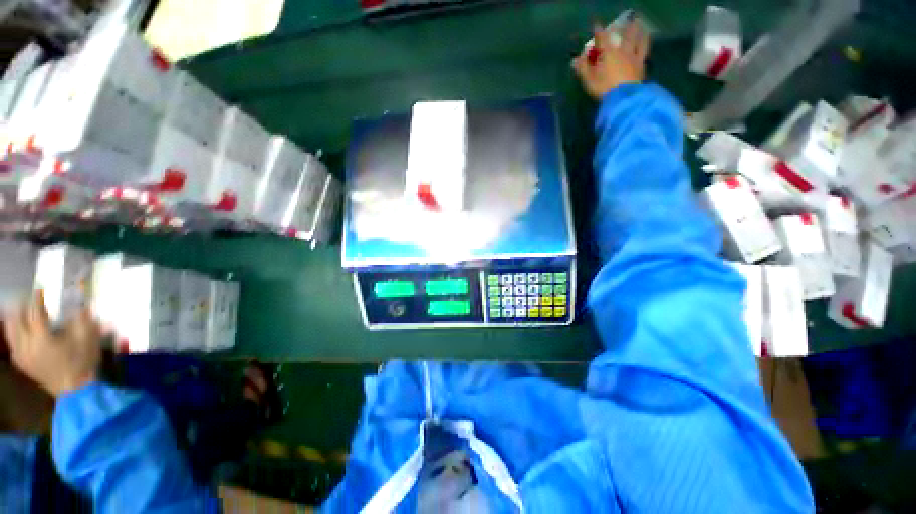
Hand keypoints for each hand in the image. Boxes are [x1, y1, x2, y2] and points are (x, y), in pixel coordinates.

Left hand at [3, 291, 101, 396]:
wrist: (75, 389)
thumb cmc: (82, 363)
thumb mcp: (88, 340)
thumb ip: (83, 321)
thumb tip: (82, 304)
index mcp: (43, 339)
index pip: (35, 313)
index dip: (37, 300)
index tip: (40, 290)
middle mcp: (27, 346)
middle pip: (16, 321)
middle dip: (20, 307)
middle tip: (26, 298)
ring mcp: (22, 356)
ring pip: (10, 332)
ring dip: (13, 319)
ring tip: (18, 310)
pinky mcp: (21, 363)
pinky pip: (12, 344)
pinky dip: (13, 334)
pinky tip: (18, 332)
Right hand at [573, 19, 650, 99]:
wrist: (624, 97)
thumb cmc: (604, 88)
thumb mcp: (589, 80)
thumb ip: (583, 69)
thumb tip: (574, 60)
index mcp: (608, 53)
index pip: (602, 38)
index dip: (598, 31)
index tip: (596, 26)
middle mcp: (622, 51)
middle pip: (623, 35)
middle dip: (621, 28)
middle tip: (622, 24)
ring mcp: (633, 57)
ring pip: (637, 40)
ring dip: (638, 32)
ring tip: (639, 27)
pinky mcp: (641, 65)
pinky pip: (644, 52)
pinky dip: (644, 44)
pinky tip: (645, 43)